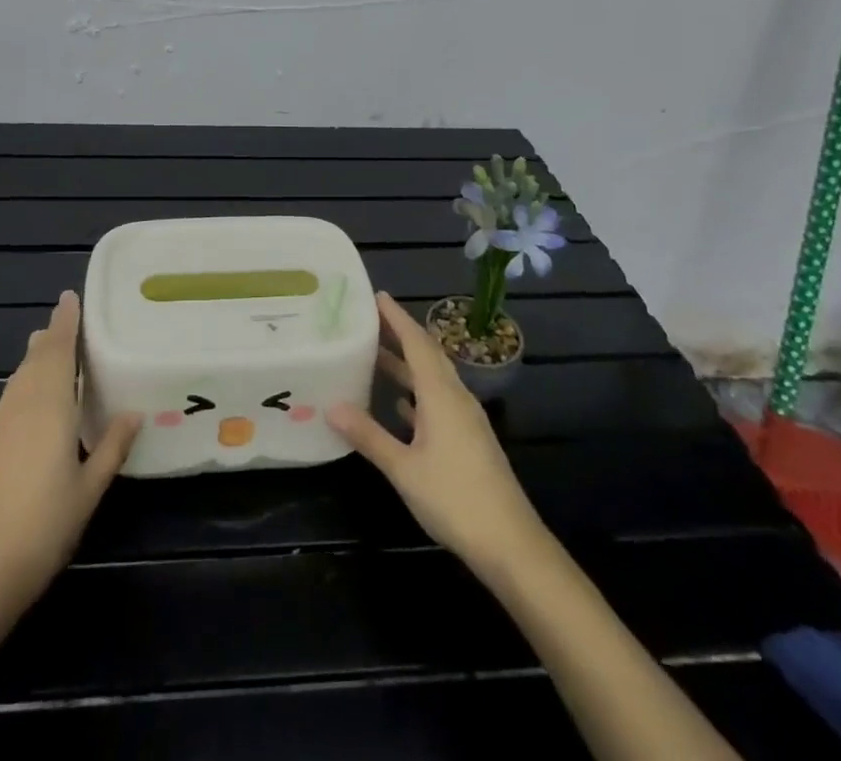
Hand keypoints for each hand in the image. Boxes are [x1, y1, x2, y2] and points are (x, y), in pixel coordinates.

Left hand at [0, 291, 140, 618]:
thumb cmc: (42, 528)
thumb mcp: (88, 490)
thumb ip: (111, 447)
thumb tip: (135, 412)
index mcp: (49, 408)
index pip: (58, 352)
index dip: (65, 323)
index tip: (71, 296)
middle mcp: (23, 407)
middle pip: (36, 360)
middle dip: (51, 335)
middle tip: (66, 315)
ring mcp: (2, 428)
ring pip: (20, 377)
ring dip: (35, 355)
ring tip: (48, 343)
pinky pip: (12, 395)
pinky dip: (26, 379)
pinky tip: (32, 393)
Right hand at [329, 292, 547, 574]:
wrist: (511, 544)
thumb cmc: (455, 498)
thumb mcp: (404, 468)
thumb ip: (369, 435)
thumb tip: (330, 405)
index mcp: (441, 394)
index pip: (417, 342)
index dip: (396, 317)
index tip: (376, 295)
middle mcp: (455, 397)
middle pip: (427, 354)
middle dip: (400, 333)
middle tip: (369, 319)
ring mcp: (466, 419)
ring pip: (433, 378)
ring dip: (407, 364)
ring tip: (376, 354)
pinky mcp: (469, 439)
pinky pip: (439, 400)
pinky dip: (417, 393)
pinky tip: (400, 403)